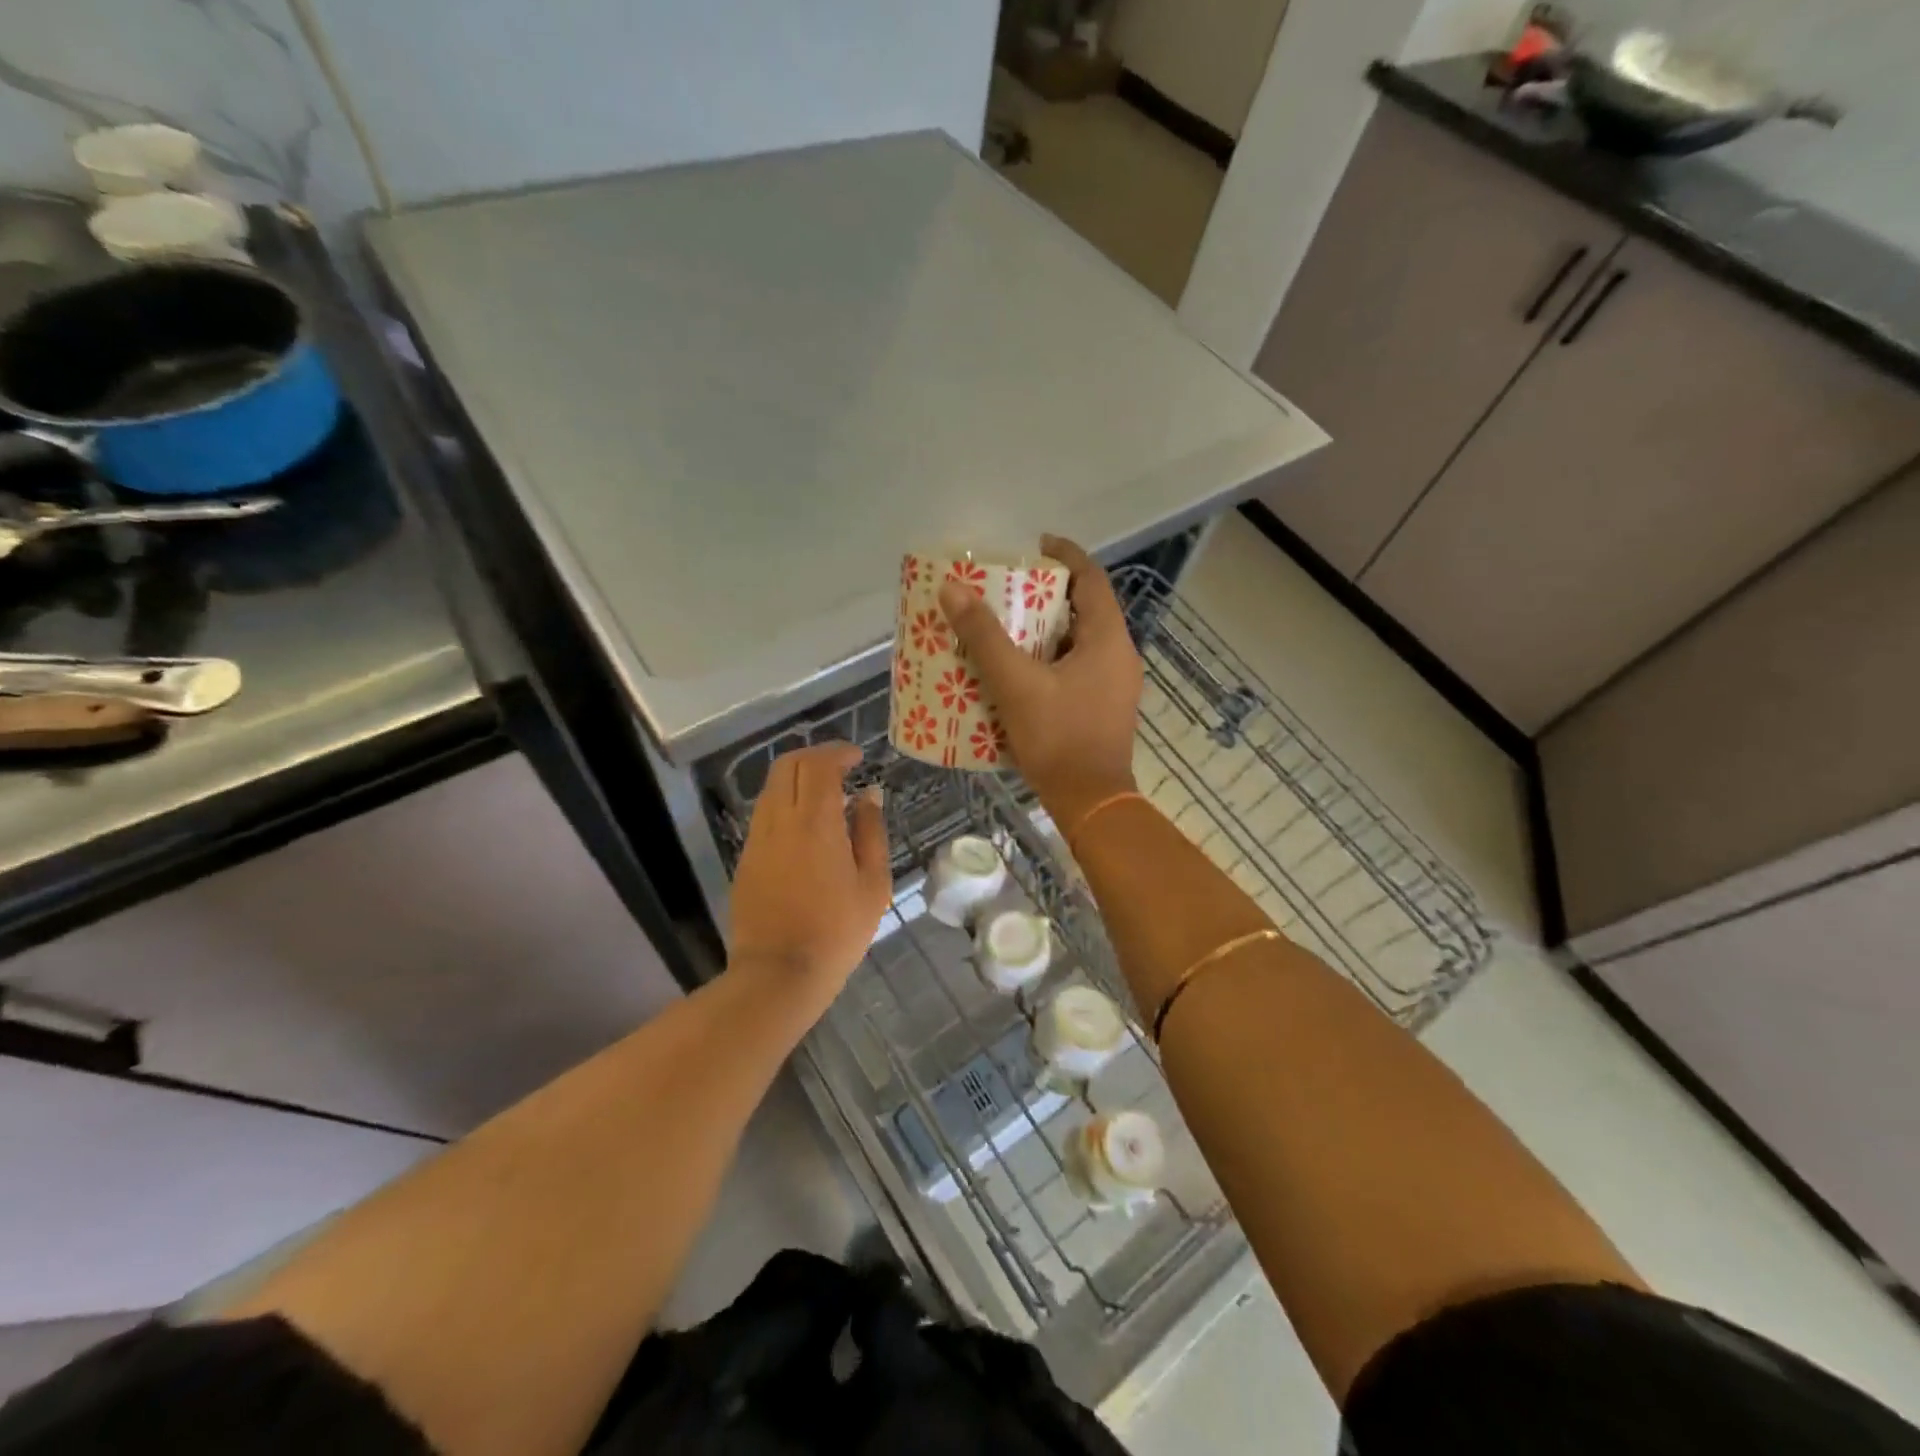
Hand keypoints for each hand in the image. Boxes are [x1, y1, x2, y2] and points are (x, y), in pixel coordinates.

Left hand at [729, 743, 890, 1009]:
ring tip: (826, 795)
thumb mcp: (873, 884)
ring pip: (772, 788)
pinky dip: (786, 803)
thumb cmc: (837, 931)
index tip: (857, 756)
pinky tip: (806, 826)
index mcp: (815, 823)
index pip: (819, 765)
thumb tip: (868, 795)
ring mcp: (757, 839)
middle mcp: (780, 820)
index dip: (838, 752)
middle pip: (787, 766)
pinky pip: (765, 814)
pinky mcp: (746, 858)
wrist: (779, 973)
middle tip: (840, 766)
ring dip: (797, 779)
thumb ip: (871, 832)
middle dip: (814, 756)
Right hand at [938, 534, 1142, 828]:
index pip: (1091, 578)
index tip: (1034, 546)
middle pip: (1085, 609)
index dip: (1064, 556)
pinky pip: (1079, 669)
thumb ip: (984, 637)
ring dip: (1048, 631)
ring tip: (1008, 628)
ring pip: (1081, 642)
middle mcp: (1119, 655)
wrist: (1091, 802)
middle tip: (1009, 591)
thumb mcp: (1016, 684)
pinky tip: (1020, 673)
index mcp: (1107, 639)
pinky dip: (1052, 660)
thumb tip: (952, 589)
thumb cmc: (1058, 737)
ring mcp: (1116, 685)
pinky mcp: (1105, 708)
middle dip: (1048, 596)